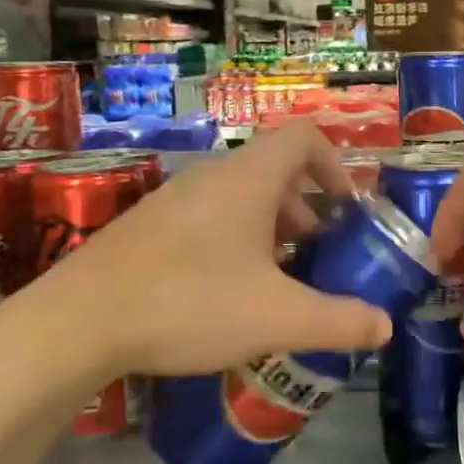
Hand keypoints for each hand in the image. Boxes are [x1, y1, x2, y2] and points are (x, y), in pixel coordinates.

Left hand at [1, 124, 394, 377]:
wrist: (78, 324)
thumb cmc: (189, 303)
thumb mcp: (277, 316)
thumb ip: (339, 320)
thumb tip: (386, 325)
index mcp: (249, 179)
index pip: (304, 137)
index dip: (336, 165)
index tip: (348, 210)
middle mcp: (212, 177)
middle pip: (275, 171)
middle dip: (308, 211)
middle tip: (320, 256)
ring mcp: (174, 199)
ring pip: (241, 198)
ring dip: (272, 230)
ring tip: (280, 281)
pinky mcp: (149, 227)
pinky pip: (209, 218)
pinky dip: (235, 242)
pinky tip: (228, 295)